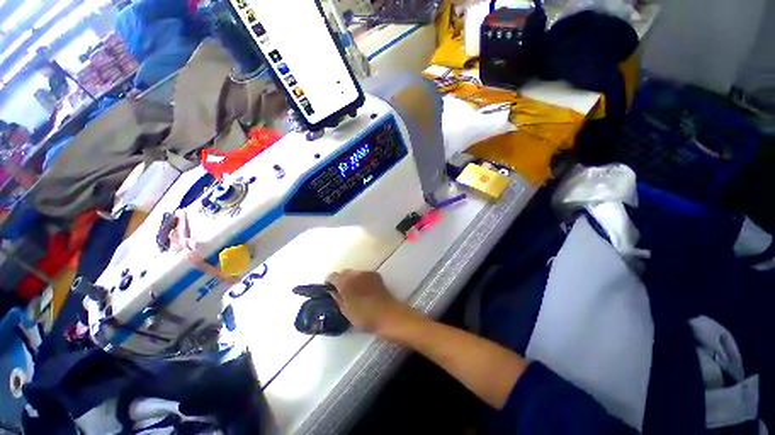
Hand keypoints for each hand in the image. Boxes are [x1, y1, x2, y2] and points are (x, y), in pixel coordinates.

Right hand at [326, 270, 418, 335]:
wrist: (387, 314)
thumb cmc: (364, 316)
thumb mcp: (345, 310)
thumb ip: (337, 298)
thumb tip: (332, 291)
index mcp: (345, 282)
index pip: (332, 276)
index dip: (329, 282)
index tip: (329, 289)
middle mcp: (355, 274)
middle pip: (344, 272)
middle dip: (341, 280)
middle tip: (341, 292)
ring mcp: (367, 273)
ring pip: (354, 273)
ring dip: (351, 279)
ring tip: (354, 291)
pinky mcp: (376, 275)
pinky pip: (364, 274)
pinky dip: (361, 279)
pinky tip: (364, 290)